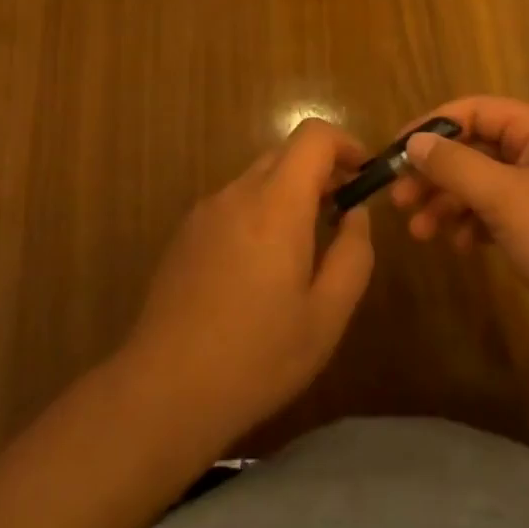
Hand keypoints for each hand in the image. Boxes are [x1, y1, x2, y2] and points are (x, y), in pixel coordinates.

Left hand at [122, 119, 375, 446]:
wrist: (164, 391)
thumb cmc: (257, 356)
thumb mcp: (327, 315)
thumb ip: (353, 254)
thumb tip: (356, 214)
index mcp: (275, 205)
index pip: (313, 136)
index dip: (346, 144)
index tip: (364, 177)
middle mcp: (237, 194)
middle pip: (285, 153)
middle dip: (321, 172)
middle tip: (341, 217)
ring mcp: (205, 212)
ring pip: (258, 178)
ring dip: (290, 194)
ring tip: (304, 249)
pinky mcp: (185, 234)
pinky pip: (233, 203)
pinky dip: (260, 212)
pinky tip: (260, 270)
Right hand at [390, 97, 528, 347]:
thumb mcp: (507, 199)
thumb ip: (456, 166)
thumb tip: (414, 142)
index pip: (473, 111)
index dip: (430, 128)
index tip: (392, 156)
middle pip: (475, 148)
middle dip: (436, 173)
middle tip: (399, 203)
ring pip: (482, 184)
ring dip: (449, 203)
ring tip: (421, 234)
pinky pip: (498, 213)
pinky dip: (473, 225)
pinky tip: (459, 247)